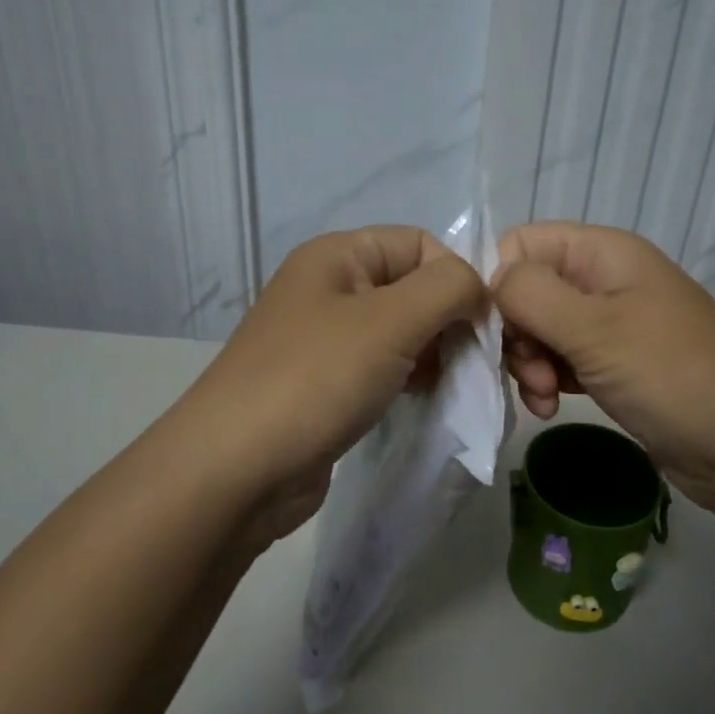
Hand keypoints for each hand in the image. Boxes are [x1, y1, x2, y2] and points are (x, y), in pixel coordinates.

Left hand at [176, 226, 487, 534]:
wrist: (234, 471)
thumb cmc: (315, 379)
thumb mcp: (391, 321)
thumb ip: (448, 288)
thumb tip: (477, 288)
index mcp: (337, 256)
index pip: (419, 242)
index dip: (456, 277)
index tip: (480, 327)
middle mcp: (330, 288)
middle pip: (412, 287)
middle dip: (450, 320)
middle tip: (471, 365)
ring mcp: (325, 338)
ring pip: (402, 331)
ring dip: (434, 354)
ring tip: (449, 387)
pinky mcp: (327, 384)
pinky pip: (383, 367)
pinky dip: (410, 379)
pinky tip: (422, 401)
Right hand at [492, 222, 714, 518]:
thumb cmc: (672, 375)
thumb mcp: (595, 330)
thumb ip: (530, 295)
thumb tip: (490, 281)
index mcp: (601, 252)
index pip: (520, 245)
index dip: (499, 283)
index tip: (499, 331)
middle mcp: (601, 279)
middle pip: (525, 289)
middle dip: (516, 332)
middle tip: (531, 373)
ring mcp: (608, 323)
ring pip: (538, 328)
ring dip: (528, 362)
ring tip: (543, 397)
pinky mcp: (612, 363)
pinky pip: (559, 359)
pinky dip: (547, 380)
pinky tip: (549, 406)